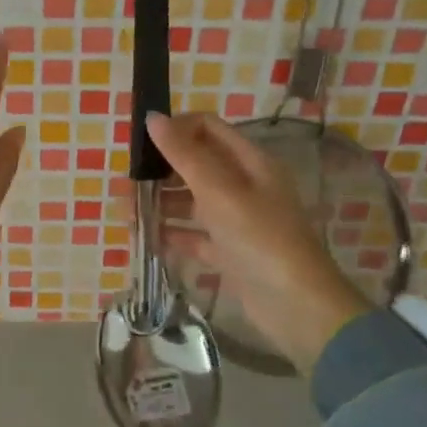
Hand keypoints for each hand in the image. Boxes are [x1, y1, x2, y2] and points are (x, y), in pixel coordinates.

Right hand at [147, 111, 372, 371]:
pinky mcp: (231, 252)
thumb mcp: (220, 191)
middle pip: (197, 164)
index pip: (208, 128)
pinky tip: (148, 240)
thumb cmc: (260, 239)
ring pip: (192, 201)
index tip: (140, 143)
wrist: (297, 308)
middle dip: (161, 171)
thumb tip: (153, 117)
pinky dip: (173, 235)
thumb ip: (184, 155)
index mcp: (250, 162)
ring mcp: (238, 220)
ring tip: (129, 215)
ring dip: (162, 203)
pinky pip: (195, 235)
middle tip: (129, 185)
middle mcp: (245, 186)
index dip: (175, 129)